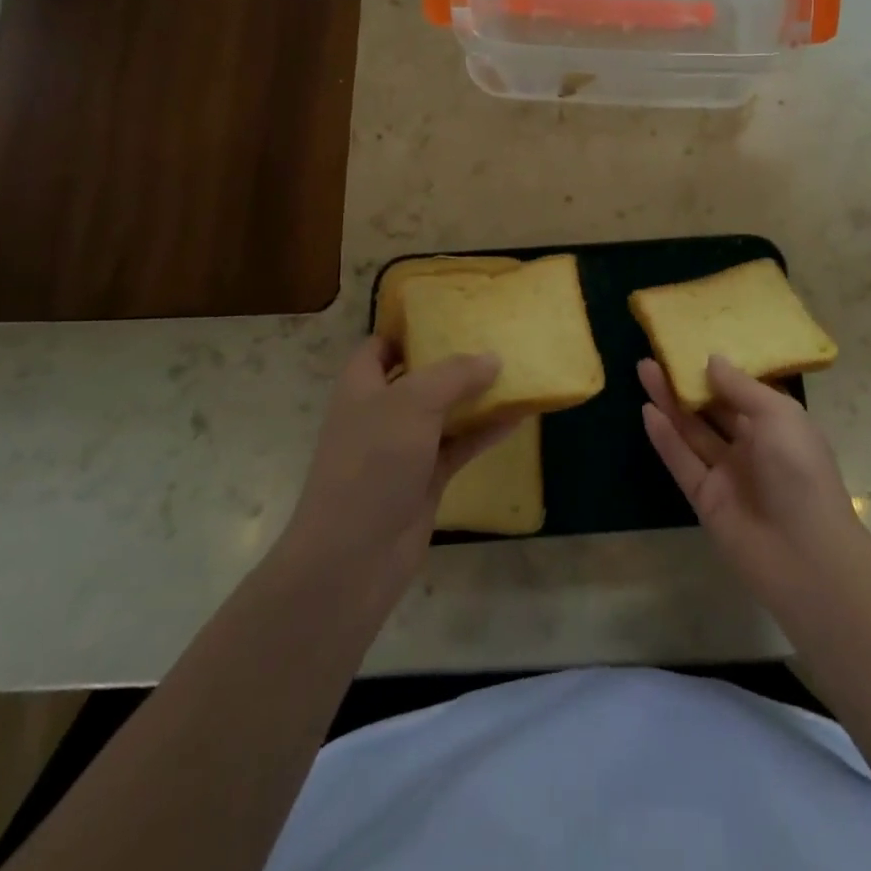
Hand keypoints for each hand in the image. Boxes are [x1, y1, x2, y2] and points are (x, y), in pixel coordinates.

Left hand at [279, 337, 510, 605]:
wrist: (352, 558)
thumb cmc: (372, 464)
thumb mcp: (412, 404)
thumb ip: (454, 375)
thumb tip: (492, 357)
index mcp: (362, 386)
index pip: (381, 345)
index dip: (409, 328)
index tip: (450, 312)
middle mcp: (381, 412)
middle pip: (419, 375)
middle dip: (453, 358)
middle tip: (494, 336)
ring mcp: (404, 448)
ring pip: (445, 411)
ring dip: (476, 395)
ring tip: (515, 370)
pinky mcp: (425, 478)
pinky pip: (461, 444)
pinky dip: (485, 431)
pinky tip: (519, 416)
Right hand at [641, 355, 864, 609]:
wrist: (804, 554)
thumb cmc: (799, 471)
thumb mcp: (778, 415)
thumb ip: (740, 387)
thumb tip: (712, 360)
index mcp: (777, 425)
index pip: (743, 391)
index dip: (718, 370)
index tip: (693, 344)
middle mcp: (751, 446)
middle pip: (712, 408)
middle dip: (686, 382)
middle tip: (657, 354)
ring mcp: (727, 474)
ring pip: (692, 431)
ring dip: (669, 402)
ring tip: (644, 370)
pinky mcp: (705, 499)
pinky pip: (682, 462)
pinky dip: (665, 438)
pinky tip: (647, 412)